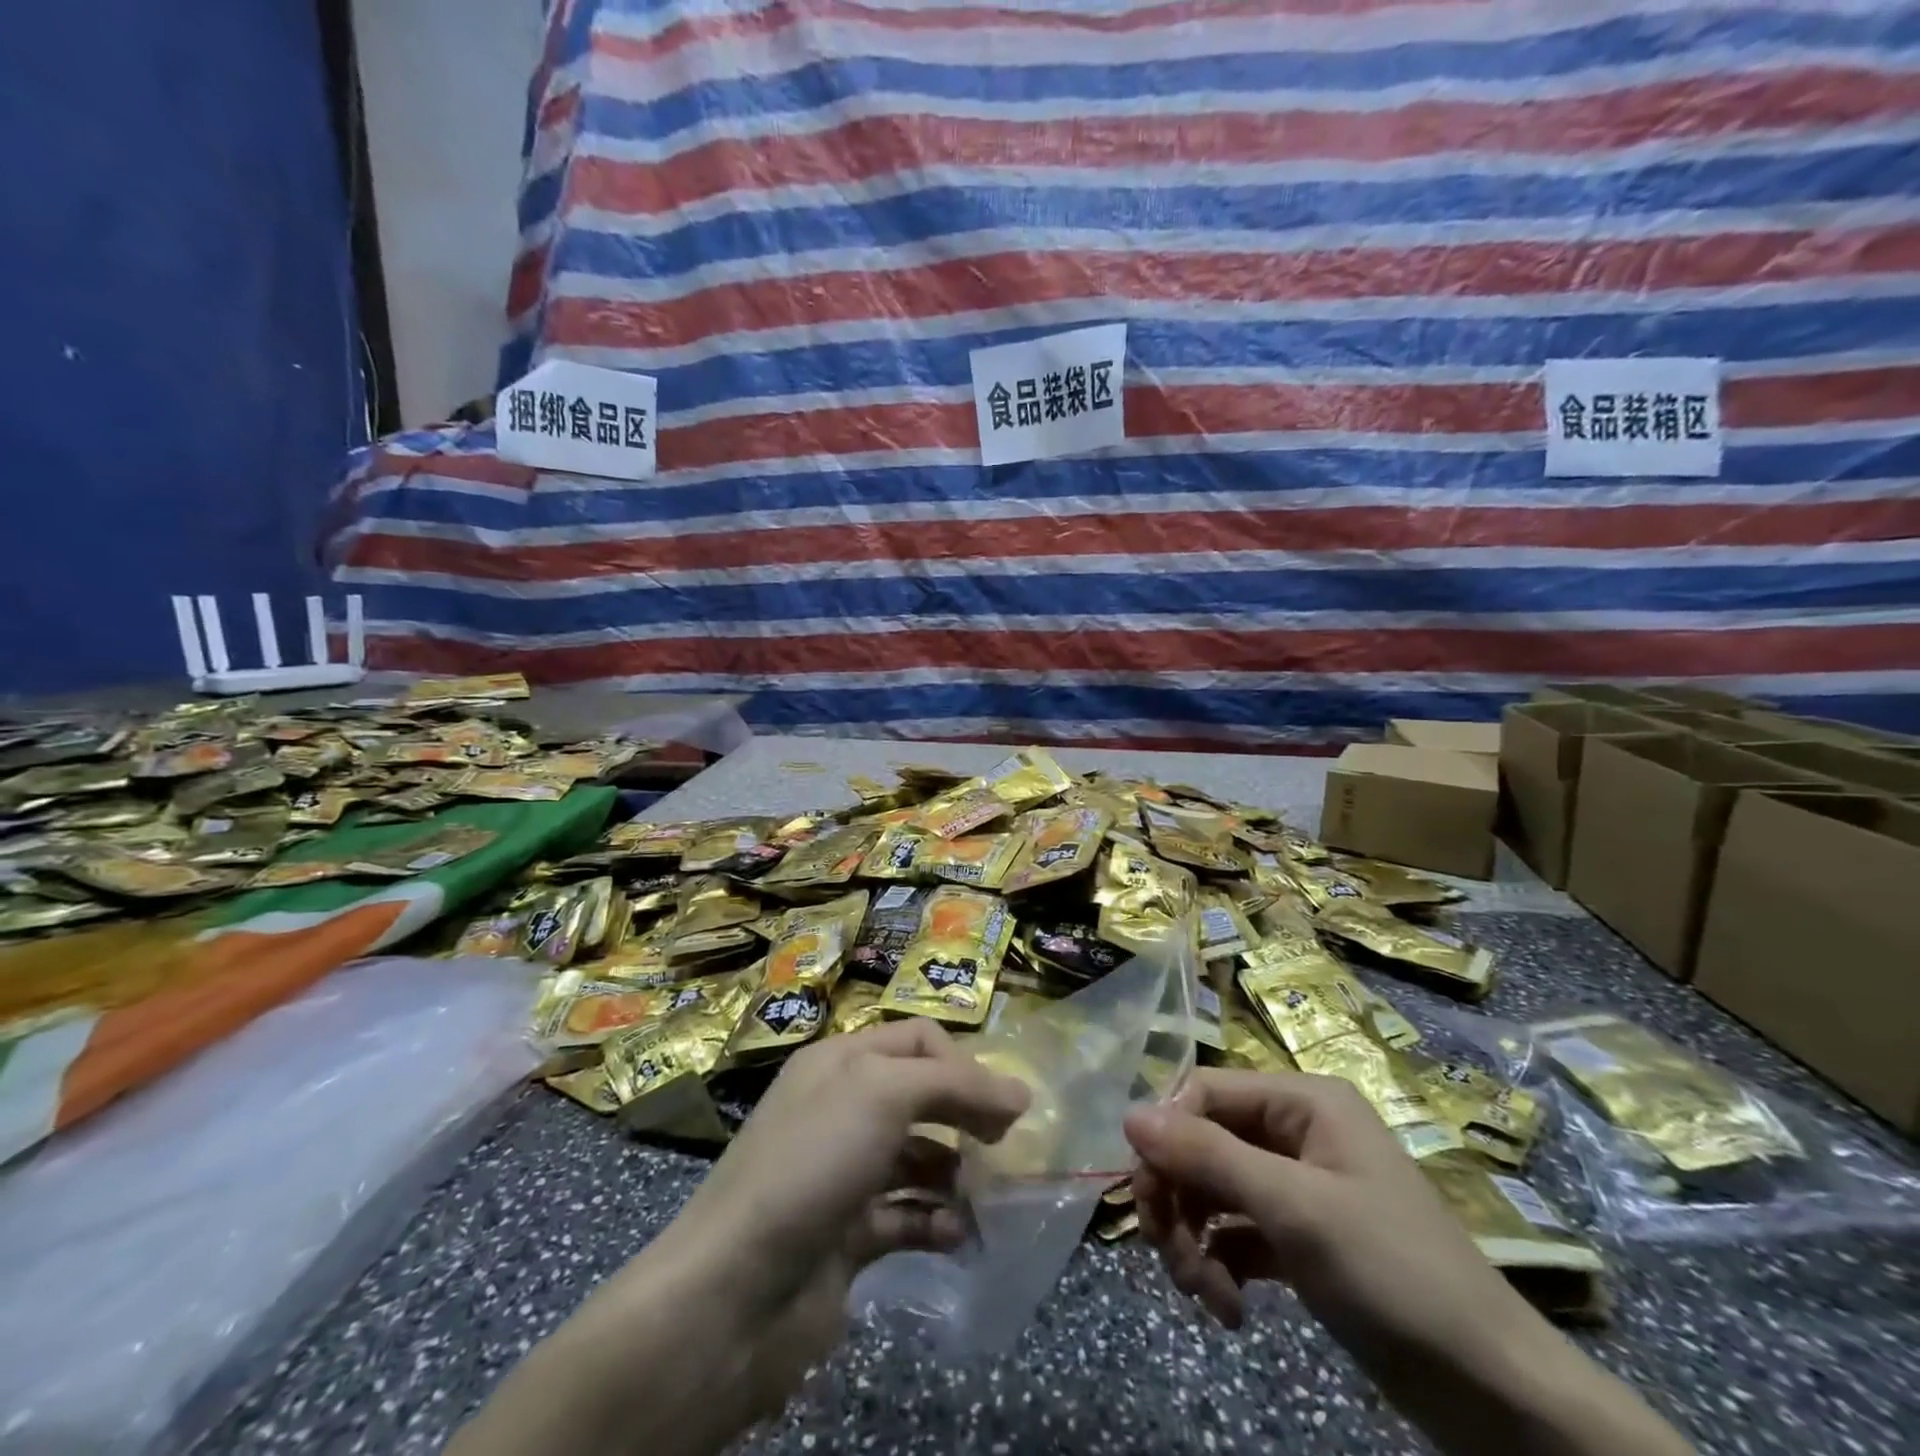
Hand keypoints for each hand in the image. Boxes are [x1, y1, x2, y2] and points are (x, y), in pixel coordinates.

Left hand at [450, 1021, 1029, 1455]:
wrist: (732, 1293)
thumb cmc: (812, 1163)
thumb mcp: (884, 1094)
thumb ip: (955, 1084)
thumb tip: (1020, 1094)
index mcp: (841, 1061)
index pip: (917, 1040)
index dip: (962, 1062)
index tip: (998, 1104)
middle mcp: (841, 1108)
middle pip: (921, 1096)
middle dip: (966, 1116)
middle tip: (1003, 1149)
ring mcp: (843, 1173)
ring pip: (918, 1158)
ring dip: (957, 1174)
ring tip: (988, 1198)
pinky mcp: (846, 1235)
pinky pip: (906, 1217)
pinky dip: (936, 1222)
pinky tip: (959, 1236)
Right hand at [1124, 1069, 1530, 1376]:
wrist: (1496, 1394)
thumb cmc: (1394, 1275)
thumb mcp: (1293, 1209)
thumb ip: (1207, 1156)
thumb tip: (1129, 1114)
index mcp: (1302, 1100)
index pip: (1203, 1093)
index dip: (1167, 1138)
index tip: (1148, 1199)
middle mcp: (1295, 1129)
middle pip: (1202, 1142)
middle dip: (1179, 1200)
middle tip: (1172, 1259)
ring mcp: (1298, 1183)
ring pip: (1213, 1188)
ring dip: (1195, 1239)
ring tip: (1207, 1298)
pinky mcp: (1300, 1236)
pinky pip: (1235, 1230)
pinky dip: (1221, 1262)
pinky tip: (1229, 1308)